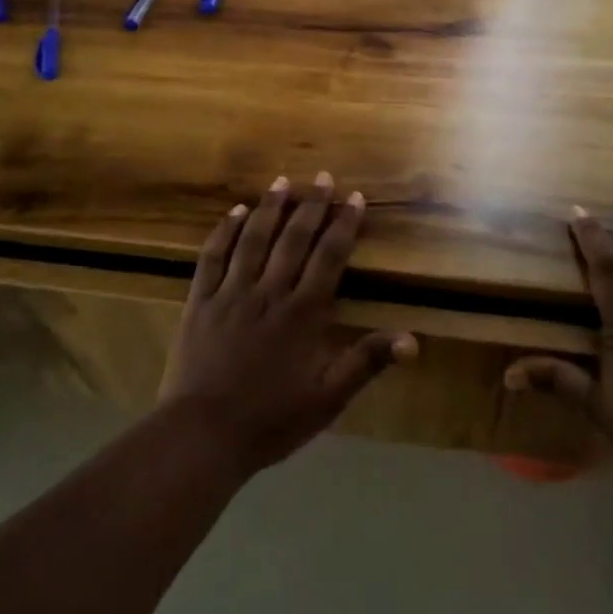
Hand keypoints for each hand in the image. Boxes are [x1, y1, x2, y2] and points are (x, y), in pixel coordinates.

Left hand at [160, 173, 417, 474]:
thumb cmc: (270, 421)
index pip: (329, 257)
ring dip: (270, 208)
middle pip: (293, 239)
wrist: (202, 436)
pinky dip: (225, 231)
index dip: (343, 225)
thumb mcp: (327, 399)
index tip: (354, 198)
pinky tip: (235, 212)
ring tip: (282, 181)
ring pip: (254, 239)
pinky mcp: (200, 301)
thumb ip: (366, 362)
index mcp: (303, 313)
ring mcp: (231, 293)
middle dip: (311, 205)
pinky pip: (213, 257)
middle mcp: (269, 292)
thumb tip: (412, 339)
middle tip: (322, 177)